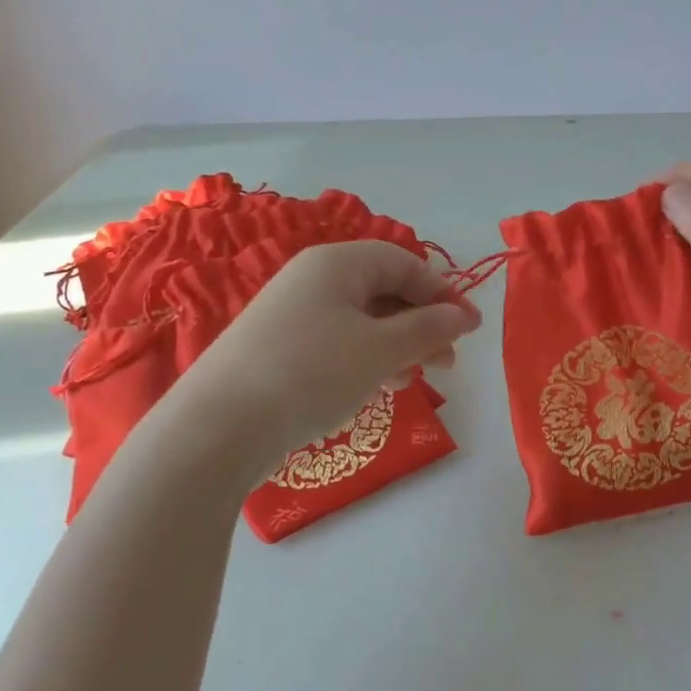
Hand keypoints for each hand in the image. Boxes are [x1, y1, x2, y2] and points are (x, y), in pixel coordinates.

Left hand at [172, 240, 483, 458]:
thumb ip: (426, 329)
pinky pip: (337, 341)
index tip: (471, 329)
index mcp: (337, 263)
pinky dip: (366, 358)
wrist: (218, 427)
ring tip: (416, 378)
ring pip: (361, 319)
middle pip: (383, 290)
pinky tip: (377, 385)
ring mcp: (291, 313)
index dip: (443, 293)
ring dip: (397, 344)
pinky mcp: (278, 347)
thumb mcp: (380, 350)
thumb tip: (461, 316)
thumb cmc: (311, 373)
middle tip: (447, 361)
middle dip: (421, 323)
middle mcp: (312, 279)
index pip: (404, 262)